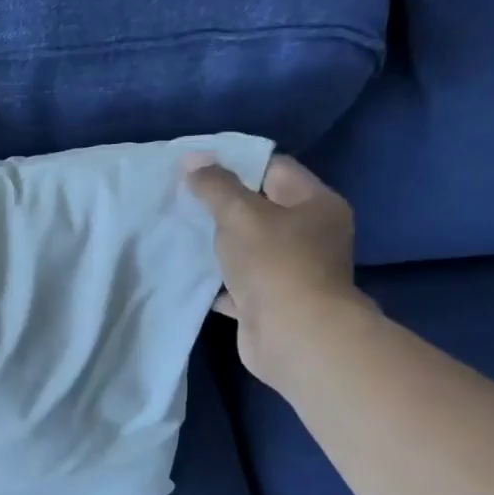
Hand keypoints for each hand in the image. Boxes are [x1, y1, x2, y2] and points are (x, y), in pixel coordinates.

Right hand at [182, 154, 369, 384]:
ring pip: (247, 248)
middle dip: (221, 204)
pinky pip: (237, 282)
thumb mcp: (240, 214)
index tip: (196, 165)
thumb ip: (215, 186)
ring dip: (217, 243)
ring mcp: (291, 271)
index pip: (274, 169)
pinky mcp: (271, 302)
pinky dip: (215, 278)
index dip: (236, 163)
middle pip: (261, 208)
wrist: (293, 336)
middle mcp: (310, 235)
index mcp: (316, 205)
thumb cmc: (275, 264)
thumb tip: (192, 158)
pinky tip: (186, 270)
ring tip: (178, 230)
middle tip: (180, 196)